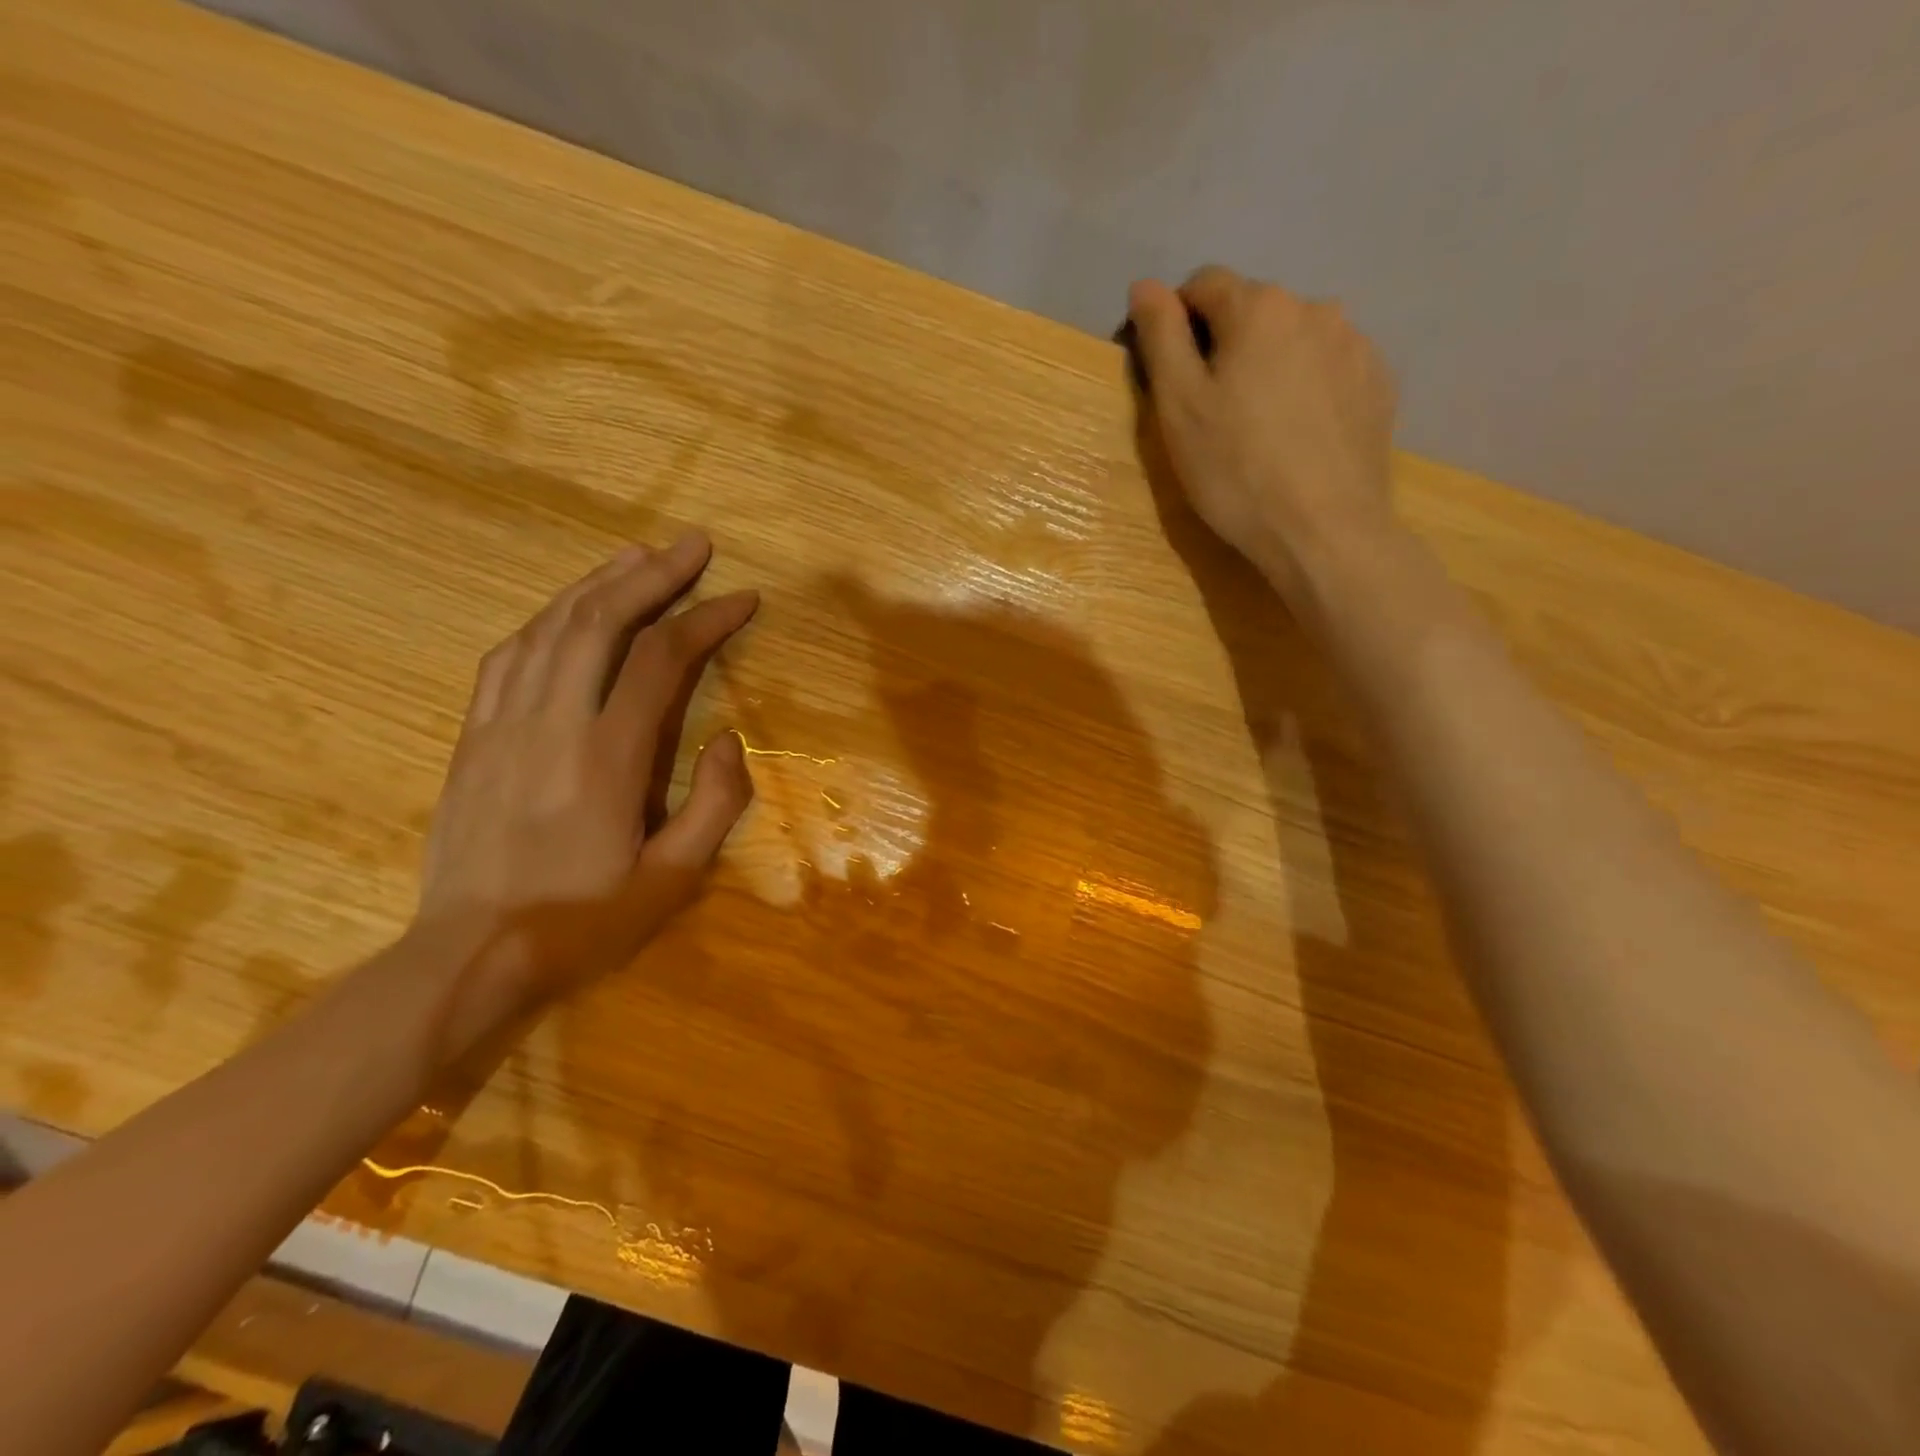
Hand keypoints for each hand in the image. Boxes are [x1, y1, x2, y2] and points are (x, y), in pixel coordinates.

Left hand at [413, 531, 757, 1019]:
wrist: (470, 953)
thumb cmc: (584, 919)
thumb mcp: (674, 879)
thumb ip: (715, 804)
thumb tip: (726, 738)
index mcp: (608, 757)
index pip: (661, 660)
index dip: (705, 619)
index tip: (742, 597)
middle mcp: (552, 722)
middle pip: (600, 621)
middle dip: (653, 574)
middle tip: (693, 545)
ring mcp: (502, 723)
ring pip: (551, 627)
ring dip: (599, 583)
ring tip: (639, 557)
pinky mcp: (472, 734)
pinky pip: (508, 655)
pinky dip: (547, 619)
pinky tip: (569, 608)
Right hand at [1127, 267, 1397, 599]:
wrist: (1324, 531)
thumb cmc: (1236, 471)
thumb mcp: (1179, 407)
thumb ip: (1161, 337)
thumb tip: (1145, 286)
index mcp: (1260, 308)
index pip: (1204, 284)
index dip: (1177, 322)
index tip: (1171, 375)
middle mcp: (1315, 308)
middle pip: (1253, 311)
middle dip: (1227, 346)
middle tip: (1213, 412)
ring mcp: (1356, 345)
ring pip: (1294, 339)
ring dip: (1270, 364)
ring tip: (1260, 426)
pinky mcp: (1379, 384)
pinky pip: (1329, 368)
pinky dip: (1307, 387)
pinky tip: (1298, 435)